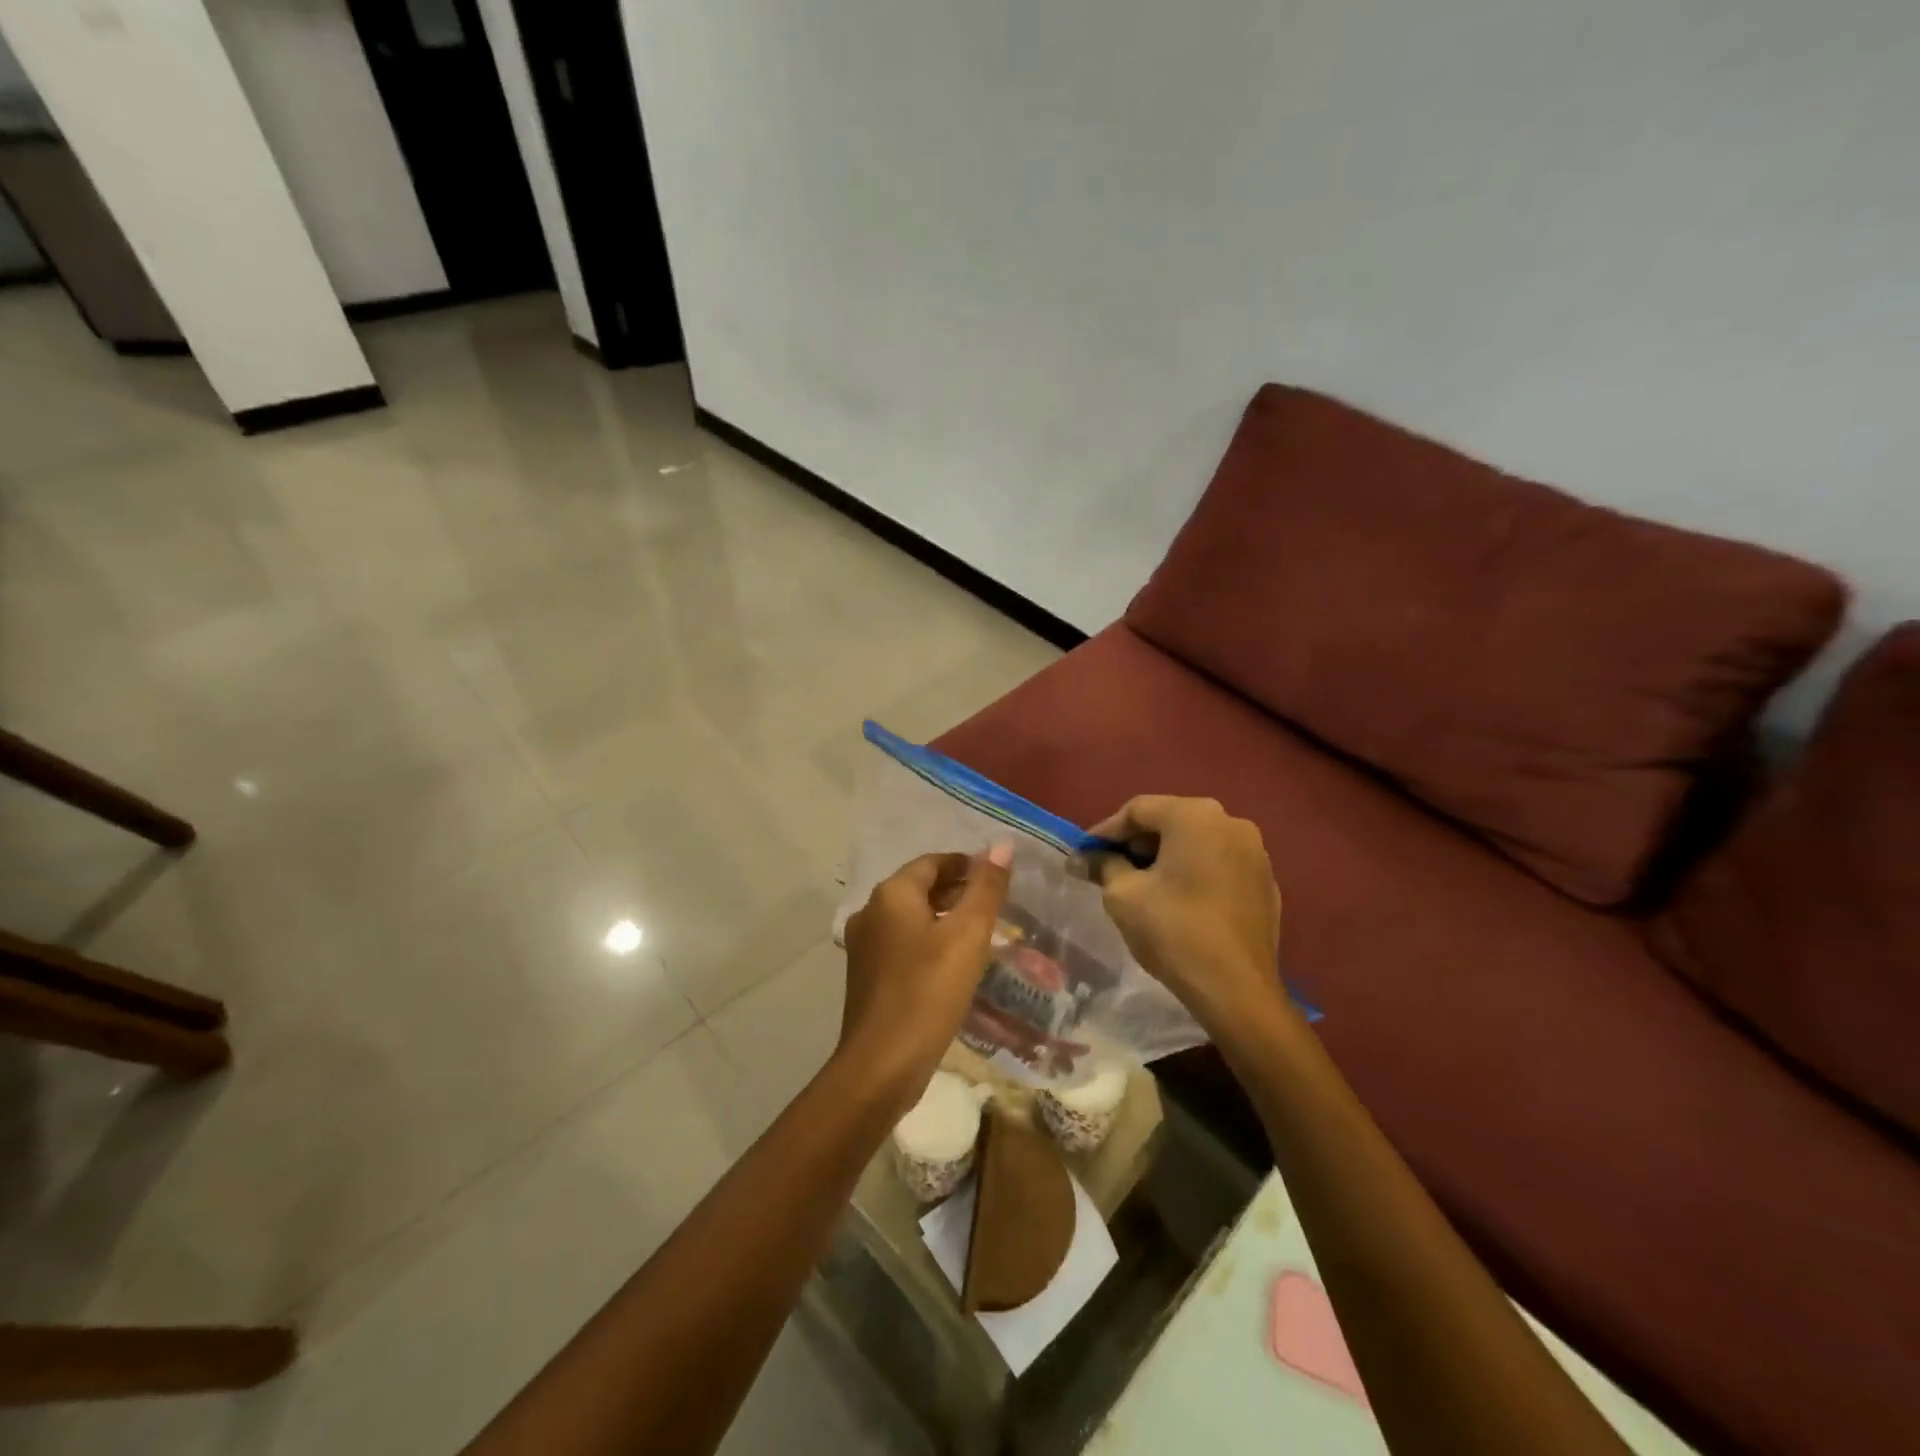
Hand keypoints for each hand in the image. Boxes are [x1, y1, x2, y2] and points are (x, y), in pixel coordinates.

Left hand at [838, 845, 1012, 1113]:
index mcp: (891, 894)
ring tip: (980, 934)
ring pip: (910, 917)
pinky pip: (902, 944)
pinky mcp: (866, 975)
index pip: (933, 862)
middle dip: (957, 891)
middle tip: (995, 907)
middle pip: (919, 887)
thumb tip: (1002, 845)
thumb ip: (986, 888)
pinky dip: (928, 942)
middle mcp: (871, 911)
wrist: (881, 1065)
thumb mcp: (967, 936)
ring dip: (943, 918)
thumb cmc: (928, 992)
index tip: (997, 879)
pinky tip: (952, 964)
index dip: (966, 865)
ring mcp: (863, 945)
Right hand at [1088, 796, 1284, 1028]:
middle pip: (1170, 821)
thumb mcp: (1123, 895)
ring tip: (1142, 885)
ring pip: (1197, 842)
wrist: (1237, 989)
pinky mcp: (1266, 883)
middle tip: (1110, 868)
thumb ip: (1103, 866)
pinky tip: (1179, 901)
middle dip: (1137, 843)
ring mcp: (1255, 853)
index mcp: (1195, 816)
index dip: (1107, 831)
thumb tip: (1081, 859)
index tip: (1086, 854)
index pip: (1138, 809)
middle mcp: (1231, 822)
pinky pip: (1220, 865)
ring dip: (1166, 857)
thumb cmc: (1174, 931)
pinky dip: (1195, 873)